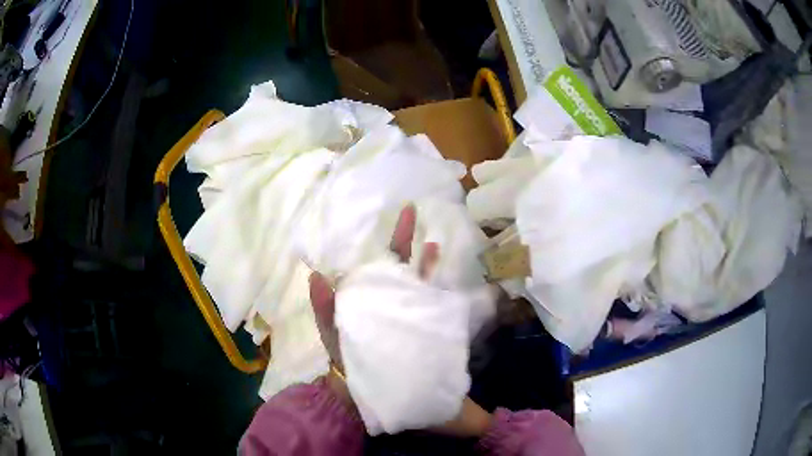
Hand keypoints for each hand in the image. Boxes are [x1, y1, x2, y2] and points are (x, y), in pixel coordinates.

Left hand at [308, 205, 490, 436]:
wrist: (366, 395)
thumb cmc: (346, 362)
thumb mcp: (331, 335)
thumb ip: (324, 310)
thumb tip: (315, 275)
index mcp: (370, 300)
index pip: (380, 265)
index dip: (391, 239)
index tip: (401, 213)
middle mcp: (391, 304)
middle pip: (402, 268)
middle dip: (407, 242)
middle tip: (414, 212)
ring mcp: (410, 317)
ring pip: (420, 284)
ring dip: (426, 264)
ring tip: (434, 243)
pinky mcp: (426, 332)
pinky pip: (434, 309)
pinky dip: (440, 293)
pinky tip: (449, 284)